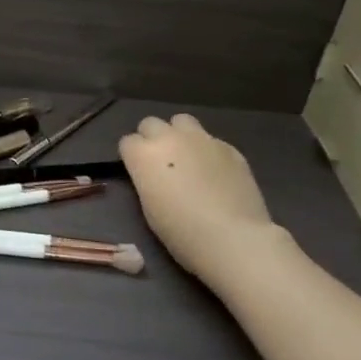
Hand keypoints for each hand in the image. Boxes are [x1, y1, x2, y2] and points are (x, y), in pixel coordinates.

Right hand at [119, 114, 278, 278]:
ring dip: (179, 135)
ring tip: (188, 158)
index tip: (140, 172)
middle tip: (161, 163)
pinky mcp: (229, 147)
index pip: (127, 142)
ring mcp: (202, 139)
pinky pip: (211, 140)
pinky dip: (208, 151)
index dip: (132, 157)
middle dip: (152, 139)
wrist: (232, 238)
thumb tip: (154, 174)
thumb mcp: (149, 207)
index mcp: (143, 155)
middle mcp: (169, 138)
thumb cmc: (181, 232)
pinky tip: (216, 173)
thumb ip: (147, 179)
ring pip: (182, 121)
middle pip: (151, 123)